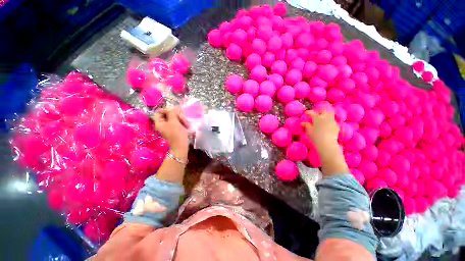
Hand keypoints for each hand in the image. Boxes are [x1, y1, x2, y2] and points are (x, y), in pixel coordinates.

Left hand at [153, 107, 188, 153]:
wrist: (181, 146)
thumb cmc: (177, 134)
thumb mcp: (174, 122)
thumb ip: (172, 113)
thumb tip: (173, 107)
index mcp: (159, 123)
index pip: (160, 112)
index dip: (167, 110)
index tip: (175, 111)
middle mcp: (163, 125)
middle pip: (168, 115)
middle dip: (176, 115)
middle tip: (182, 118)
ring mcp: (169, 128)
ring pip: (174, 119)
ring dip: (181, 119)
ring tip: (186, 123)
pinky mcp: (175, 130)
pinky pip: (177, 123)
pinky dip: (182, 123)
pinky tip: (186, 125)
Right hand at [301, 109, 347, 175]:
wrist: (327, 143)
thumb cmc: (315, 137)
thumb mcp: (309, 131)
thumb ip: (306, 125)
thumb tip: (302, 123)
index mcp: (317, 118)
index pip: (311, 113)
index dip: (308, 112)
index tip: (306, 113)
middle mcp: (325, 117)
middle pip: (323, 111)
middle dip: (319, 112)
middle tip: (316, 115)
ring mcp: (332, 121)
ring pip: (330, 114)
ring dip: (326, 115)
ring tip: (323, 119)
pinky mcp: (337, 126)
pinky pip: (333, 121)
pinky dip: (330, 122)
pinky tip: (327, 126)